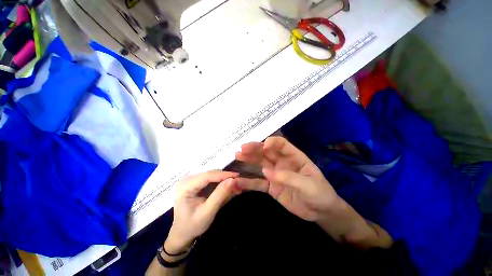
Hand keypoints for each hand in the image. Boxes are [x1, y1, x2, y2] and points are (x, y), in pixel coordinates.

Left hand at [165, 170, 239, 253]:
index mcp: (185, 187)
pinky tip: (227, 185)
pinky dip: (219, 182)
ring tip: (235, 183)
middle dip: (224, 177)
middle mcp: (186, 180)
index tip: (237, 175)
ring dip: (223, 179)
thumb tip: (233, 180)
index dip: (223, 174)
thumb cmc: (192, 226)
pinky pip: (210, 179)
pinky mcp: (195, 182)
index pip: (207, 176)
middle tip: (238, 181)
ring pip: (211, 175)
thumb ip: (220, 195)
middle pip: (210, 174)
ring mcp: (190, 180)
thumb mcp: (208, 212)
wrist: (181, 233)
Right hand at [235, 137, 338, 221]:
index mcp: (294, 157)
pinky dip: (248, 182)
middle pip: (266, 152)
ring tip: (237, 156)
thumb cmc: (319, 194)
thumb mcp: (308, 185)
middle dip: (254, 149)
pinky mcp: (271, 186)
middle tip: (242, 148)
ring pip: (260, 164)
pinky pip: (258, 183)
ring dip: (249, 160)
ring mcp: (275, 174)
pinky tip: (238, 181)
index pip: (281, 144)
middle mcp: (282, 162)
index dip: (272, 143)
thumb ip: (287, 177)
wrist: (320, 212)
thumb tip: (265, 171)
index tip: (263, 146)